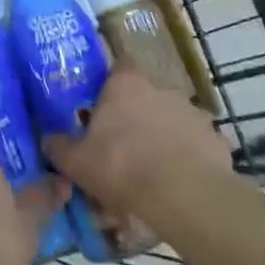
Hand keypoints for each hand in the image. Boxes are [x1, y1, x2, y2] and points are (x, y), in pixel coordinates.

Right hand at [42, 67, 227, 228]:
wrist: (182, 196)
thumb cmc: (121, 166)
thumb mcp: (76, 161)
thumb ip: (59, 146)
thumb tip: (48, 140)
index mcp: (125, 84)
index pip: (118, 68)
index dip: (110, 86)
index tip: (102, 106)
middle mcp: (162, 88)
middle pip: (146, 95)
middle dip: (137, 114)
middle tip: (124, 142)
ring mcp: (193, 113)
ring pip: (173, 119)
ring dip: (165, 135)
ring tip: (154, 167)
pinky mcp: (216, 140)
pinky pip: (197, 145)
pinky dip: (190, 158)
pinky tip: (180, 182)